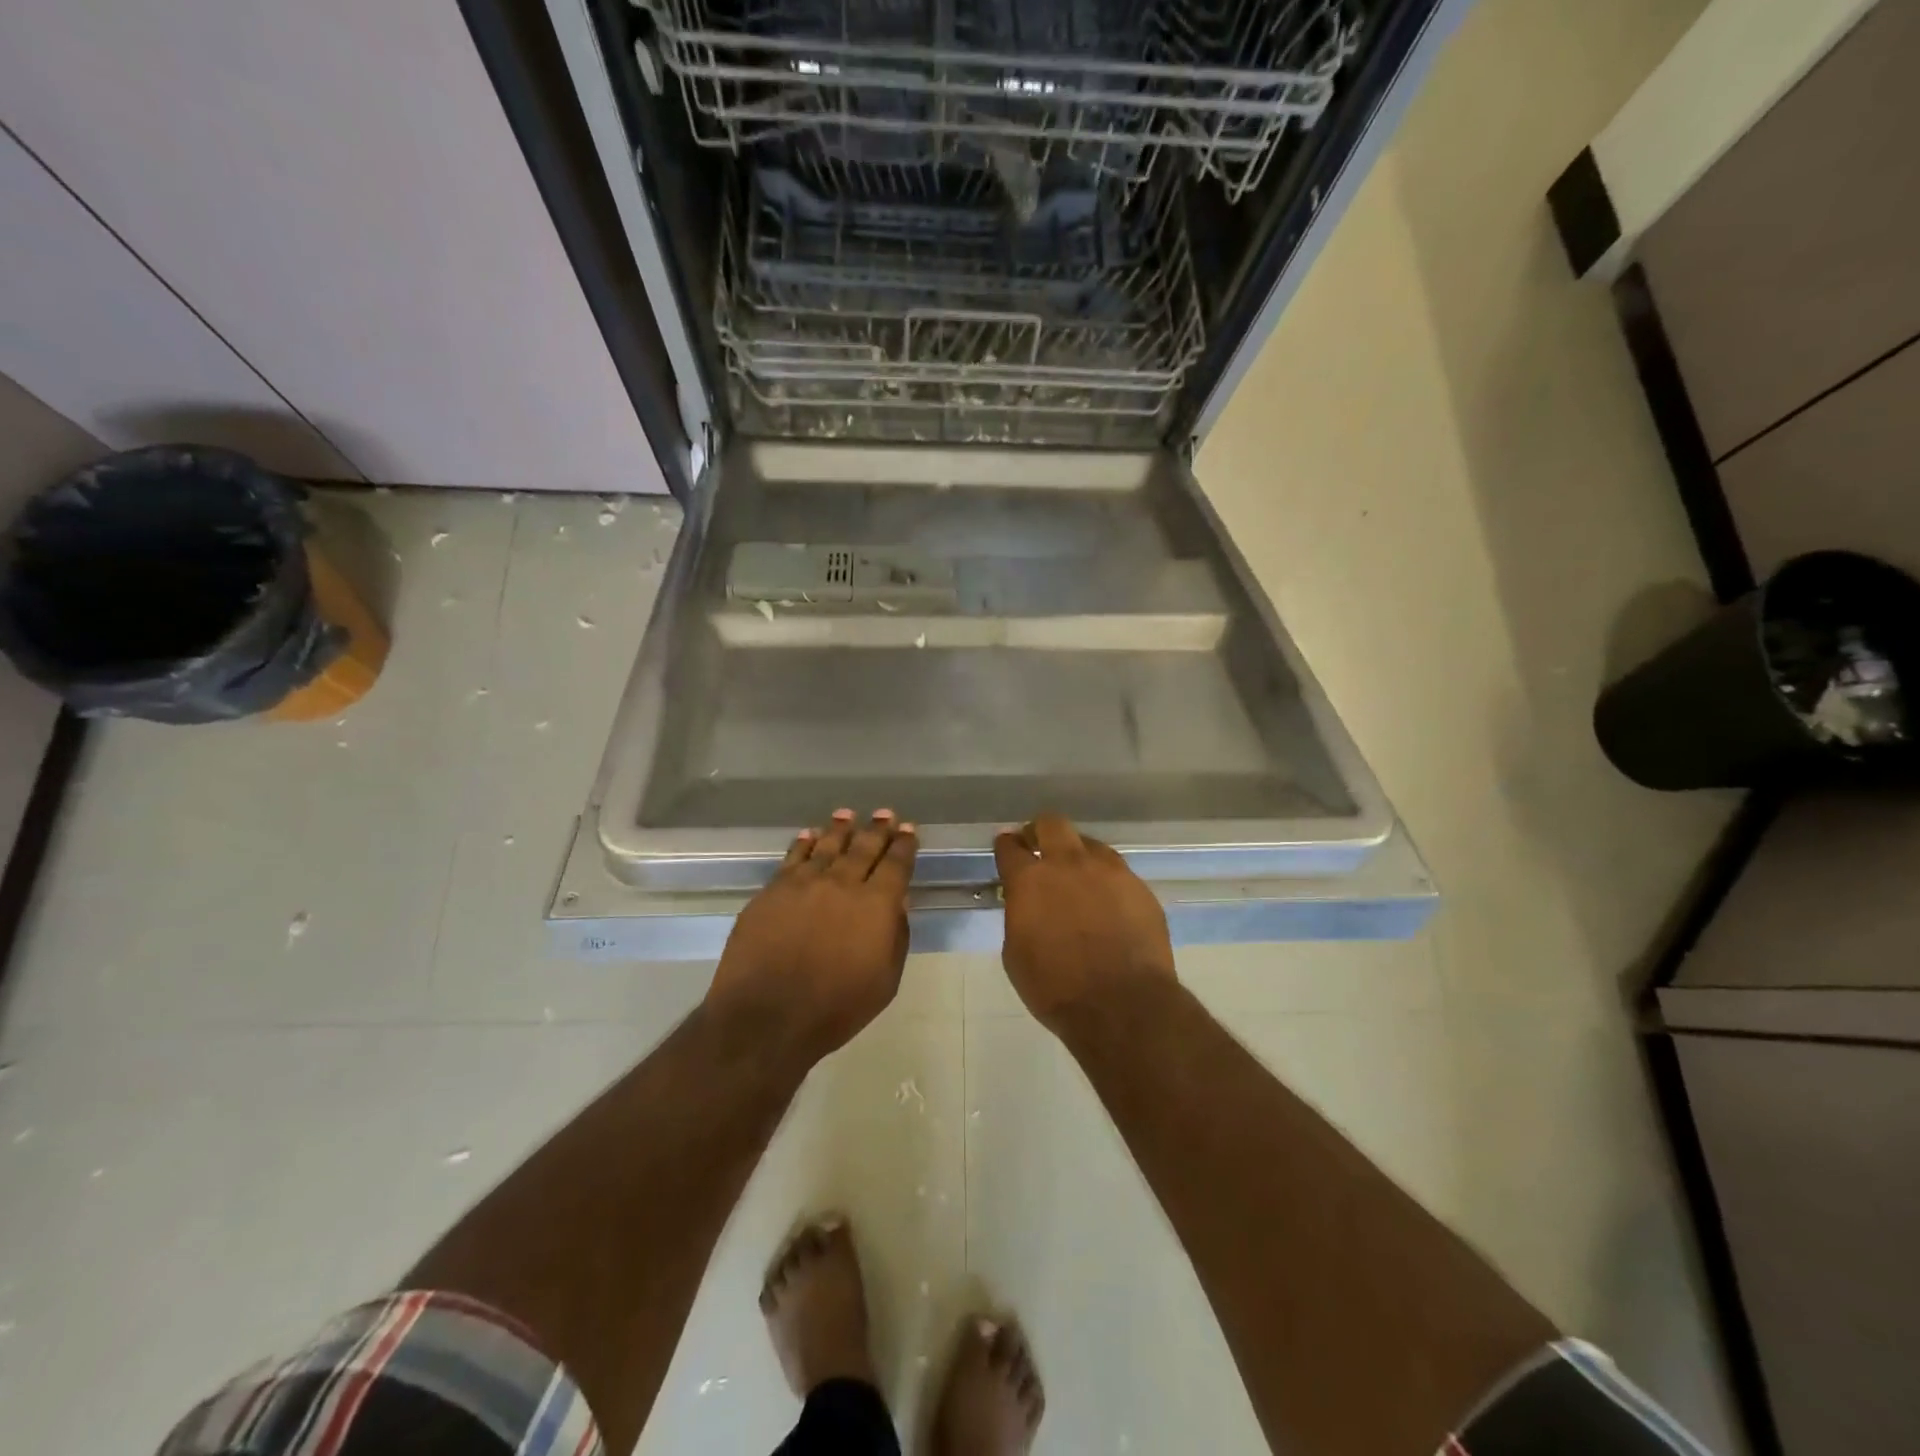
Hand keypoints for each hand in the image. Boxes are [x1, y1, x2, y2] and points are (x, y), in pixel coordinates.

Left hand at [707, 809, 917, 1062]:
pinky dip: (804, 843)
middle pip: (864, 847)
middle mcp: (842, 883)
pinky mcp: (772, 891)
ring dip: (840, 829)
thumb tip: (897, 903)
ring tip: (847, 815)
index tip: (908, 830)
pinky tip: (809, 836)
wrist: (767, 1017)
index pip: (896, 864)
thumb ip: (895, 936)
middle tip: (885, 814)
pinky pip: (793, 858)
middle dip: (877, 829)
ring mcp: (804, 883)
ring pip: (827, 846)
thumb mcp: (885, 981)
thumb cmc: (836, 1008)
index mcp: (876, 904)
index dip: (904, 844)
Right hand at [993, 814, 1174, 1035]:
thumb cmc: (1056, 988)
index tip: (1006, 847)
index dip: (1005, 845)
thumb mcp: (1016, 955)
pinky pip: (1118, 872)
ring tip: (1078, 878)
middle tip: (1038, 846)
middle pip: (1052, 824)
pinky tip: (1107, 904)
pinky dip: (1106, 881)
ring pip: (1089, 844)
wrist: (1123, 1006)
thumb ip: (1020, 916)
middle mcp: (1069, 864)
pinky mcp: (1140, 887)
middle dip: (1040, 831)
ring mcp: (1110, 872)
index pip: (1010, 847)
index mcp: (1030, 880)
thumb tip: (1028, 905)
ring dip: (1077, 855)